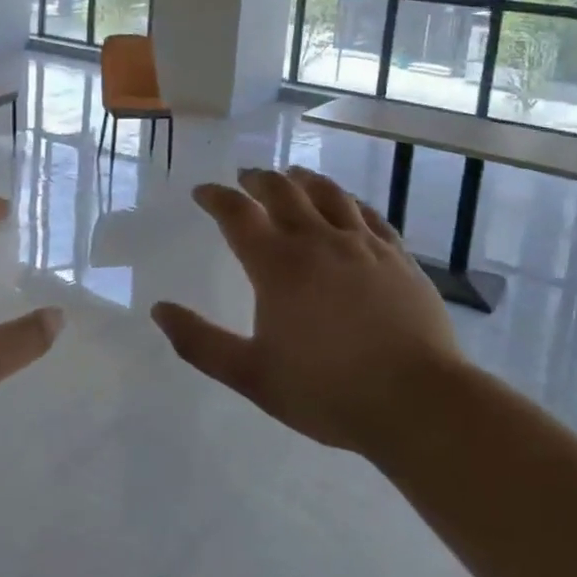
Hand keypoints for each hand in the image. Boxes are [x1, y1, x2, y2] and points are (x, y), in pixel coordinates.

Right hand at [152, 166, 461, 454]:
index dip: (215, 197)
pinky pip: (368, 213)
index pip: (237, 213)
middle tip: (244, 177)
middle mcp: (317, 240)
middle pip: (282, 191)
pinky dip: (348, 201)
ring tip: (291, 175)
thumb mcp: (252, 376)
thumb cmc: (327, 390)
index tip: (202, 192)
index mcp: (277, 264)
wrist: (418, 401)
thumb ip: (200, 343)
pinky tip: (346, 204)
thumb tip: (159, 309)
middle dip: (257, 179)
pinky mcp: (397, 256)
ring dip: (302, 179)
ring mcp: (362, 244)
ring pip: (328, 192)